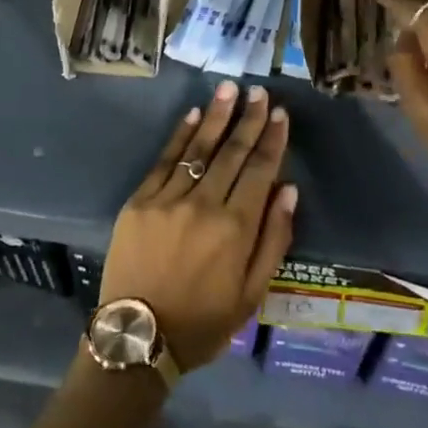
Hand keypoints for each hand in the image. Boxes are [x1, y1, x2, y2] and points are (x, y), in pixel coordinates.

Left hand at [100, 81, 296, 370]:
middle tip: (260, 91)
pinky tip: (193, 114)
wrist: (137, 338)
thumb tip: (289, 189)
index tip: (280, 114)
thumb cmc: (203, 322)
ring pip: (199, 149)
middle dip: (249, 119)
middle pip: (232, 152)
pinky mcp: (139, 201)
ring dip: (216, 116)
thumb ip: (274, 239)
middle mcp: (204, 205)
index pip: (260, 170)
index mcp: (235, 228)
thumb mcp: (252, 294)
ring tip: (230, 89)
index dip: (272, 139)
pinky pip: (164, 160)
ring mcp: (168, 199)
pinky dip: (180, 135)